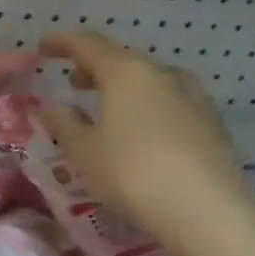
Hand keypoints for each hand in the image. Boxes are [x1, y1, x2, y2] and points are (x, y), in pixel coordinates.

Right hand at [37, 31, 254, 241]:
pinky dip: (145, 105)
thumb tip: (49, 107)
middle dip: (94, 68)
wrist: (209, 212)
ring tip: (106, 108)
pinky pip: (168, 101)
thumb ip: (63, 124)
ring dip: (122, 88)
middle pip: (122, 60)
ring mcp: (192, 96)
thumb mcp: (84, 151)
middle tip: (73, 84)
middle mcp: (162, 74)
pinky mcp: (211, 122)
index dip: (63, 43)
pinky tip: (139, 130)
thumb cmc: (133, 174)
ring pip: (149, 80)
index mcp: (126, 73)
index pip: (88, 44)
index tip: (43, 47)